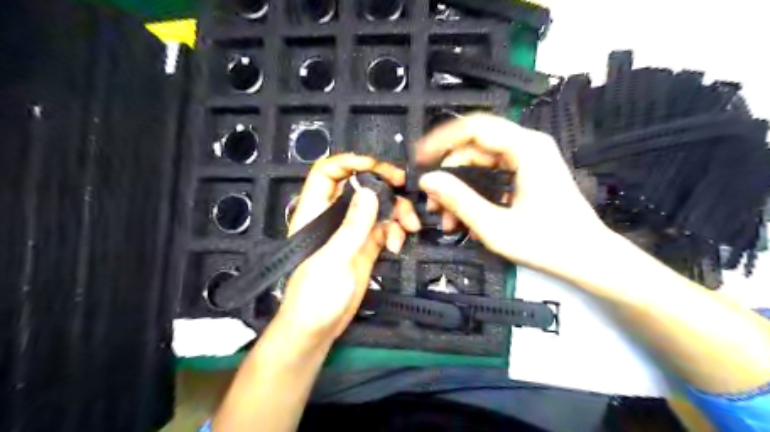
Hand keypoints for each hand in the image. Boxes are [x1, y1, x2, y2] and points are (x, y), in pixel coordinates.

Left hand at [278, 154, 419, 342]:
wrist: (318, 328)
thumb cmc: (314, 295)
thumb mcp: (333, 258)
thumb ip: (353, 225)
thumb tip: (369, 191)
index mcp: (316, 212)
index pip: (327, 173)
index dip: (349, 162)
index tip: (375, 165)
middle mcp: (335, 217)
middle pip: (360, 186)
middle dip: (383, 183)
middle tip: (403, 186)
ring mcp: (353, 231)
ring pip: (378, 207)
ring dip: (396, 211)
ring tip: (408, 226)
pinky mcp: (367, 246)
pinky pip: (385, 228)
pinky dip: (395, 231)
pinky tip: (397, 244)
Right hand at [419, 113, 610, 275]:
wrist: (589, 260)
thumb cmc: (548, 245)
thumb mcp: (495, 226)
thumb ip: (459, 200)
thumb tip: (427, 181)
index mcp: (525, 149)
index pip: (474, 128)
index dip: (441, 140)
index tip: (419, 159)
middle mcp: (527, 146)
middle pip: (474, 149)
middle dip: (449, 177)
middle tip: (434, 206)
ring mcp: (528, 160)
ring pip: (479, 165)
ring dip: (460, 191)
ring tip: (448, 221)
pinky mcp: (527, 174)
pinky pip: (491, 177)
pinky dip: (475, 196)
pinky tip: (466, 221)